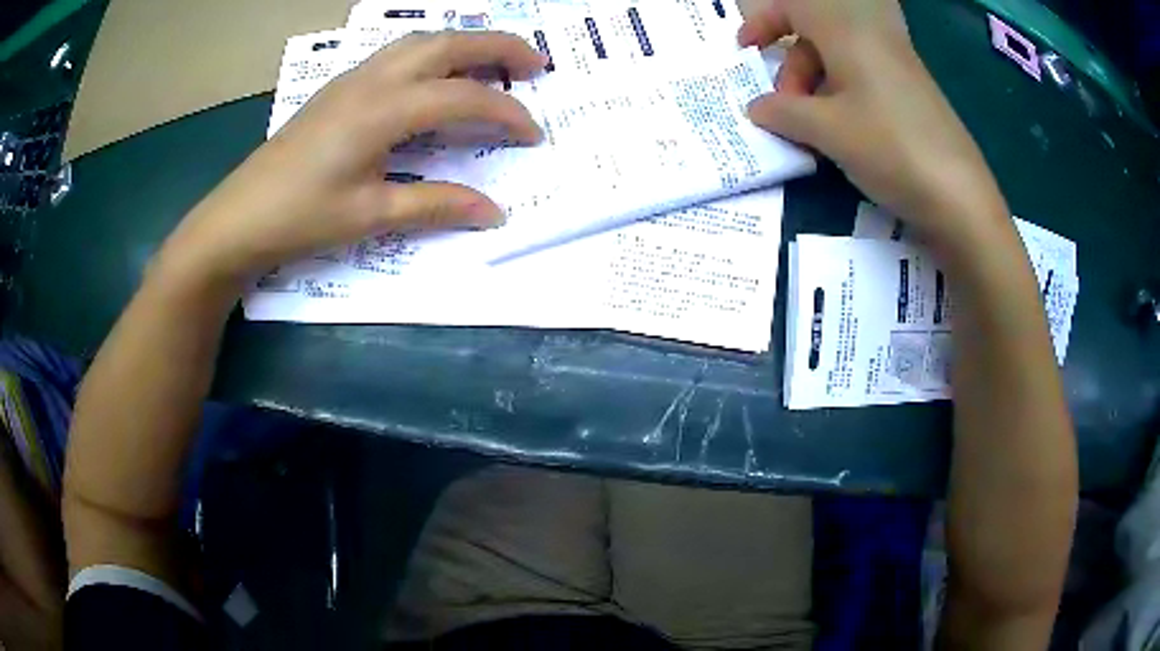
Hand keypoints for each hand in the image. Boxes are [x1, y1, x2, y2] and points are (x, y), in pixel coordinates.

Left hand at [156, 31, 547, 288]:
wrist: (239, 216)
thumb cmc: (301, 217)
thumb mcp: (371, 215)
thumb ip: (436, 204)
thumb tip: (494, 211)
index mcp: (384, 110)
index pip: (464, 97)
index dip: (506, 112)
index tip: (533, 134)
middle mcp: (373, 80)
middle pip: (448, 43)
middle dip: (500, 47)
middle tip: (537, 65)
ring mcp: (353, 78)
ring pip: (421, 40)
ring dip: (464, 43)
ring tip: (494, 62)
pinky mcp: (340, 87)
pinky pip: (397, 52)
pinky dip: (433, 51)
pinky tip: (437, 73)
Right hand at [740, 0, 1007, 242]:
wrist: (960, 197)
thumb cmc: (890, 149)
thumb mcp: (828, 131)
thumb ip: (783, 113)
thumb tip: (756, 108)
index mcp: (848, 33)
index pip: (794, 5)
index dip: (764, 21)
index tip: (746, 52)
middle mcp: (873, 39)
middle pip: (815, 35)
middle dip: (791, 68)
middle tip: (788, 111)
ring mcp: (896, 66)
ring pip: (839, 59)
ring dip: (815, 86)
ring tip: (815, 131)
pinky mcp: (910, 92)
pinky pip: (863, 78)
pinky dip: (841, 97)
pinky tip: (843, 134)